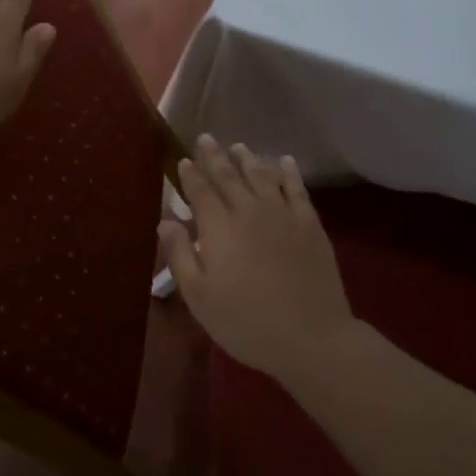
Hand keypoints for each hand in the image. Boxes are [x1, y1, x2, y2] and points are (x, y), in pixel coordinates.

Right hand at [160, 136, 355, 382]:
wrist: (310, 336)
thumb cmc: (245, 321)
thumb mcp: (199, 296)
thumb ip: (180, 254)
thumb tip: (166, 220)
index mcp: (218, 227)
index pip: (200, 192)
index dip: (190, 175)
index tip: (183, 160)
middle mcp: (248, 210)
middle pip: (228, 176)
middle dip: (214, 156)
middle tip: (206, 139)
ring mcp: (282, 213)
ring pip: (261, 175)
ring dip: (247, 159)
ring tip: (238, 147)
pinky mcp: (310, 223)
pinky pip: (297, 188)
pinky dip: (288, 172)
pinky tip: (284, 161)